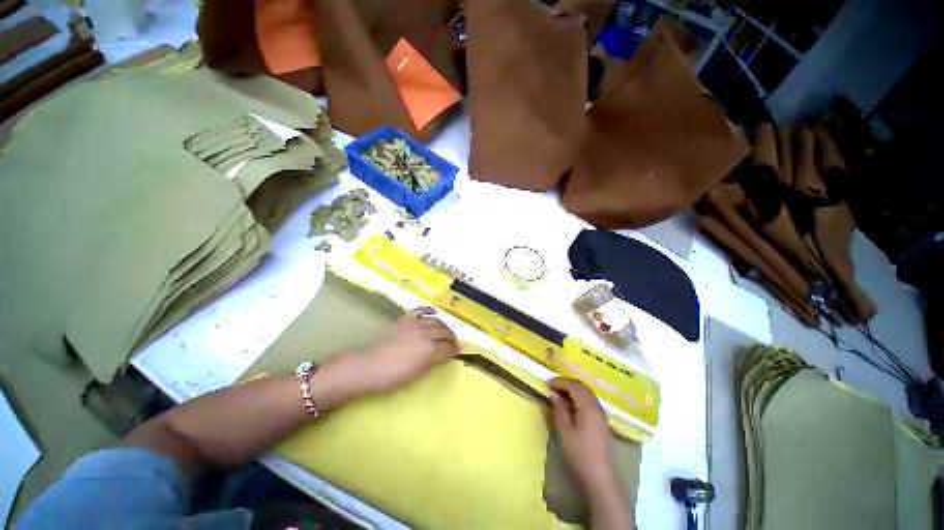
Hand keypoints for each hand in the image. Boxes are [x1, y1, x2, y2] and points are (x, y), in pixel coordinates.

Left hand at [359, 307, 459, 393]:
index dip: (454, 350)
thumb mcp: (416, 375)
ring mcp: (415, 325)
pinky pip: (420, 310)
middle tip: (453, 342)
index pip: (448, 348)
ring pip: (436, 321)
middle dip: (452, 337)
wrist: (367, 367)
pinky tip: (434, 312)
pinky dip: (429, 310)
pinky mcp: (405, 319)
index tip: (457, 351)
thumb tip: (441, 356)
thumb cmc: (391, 377)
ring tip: (445, 330)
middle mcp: (425, 334)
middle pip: (445, 332)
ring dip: (443, 325)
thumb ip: (432, 363)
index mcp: (429, 351)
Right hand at [548, 377, 619, 494]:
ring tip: (559, 393)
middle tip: (552, 386)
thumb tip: (554, 394)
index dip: (560, 382)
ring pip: (587, 392)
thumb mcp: (565, 431)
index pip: (573, 386)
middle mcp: (597, 406)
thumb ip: (559, 409)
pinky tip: (571, 404)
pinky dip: (579, 396)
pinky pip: (590, 400)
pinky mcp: (602, 421)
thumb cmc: (580, 454)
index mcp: (588, 407)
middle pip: (582, 386)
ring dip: (573, 389)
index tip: (547, 383)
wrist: (600, 477)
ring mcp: (601, 414)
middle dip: (567, 383)